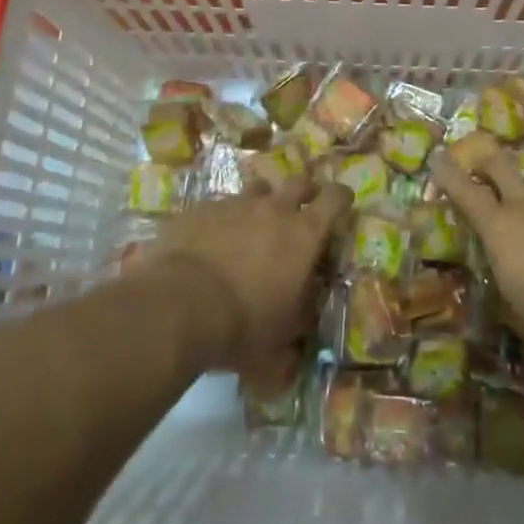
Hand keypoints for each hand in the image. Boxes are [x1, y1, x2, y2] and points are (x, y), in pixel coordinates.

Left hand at [136, 173, 349, 370]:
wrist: (179, 305)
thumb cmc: (243, 325)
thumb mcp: (281, 340)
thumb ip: (297, 326)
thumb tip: (303, 327)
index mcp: (304, 234)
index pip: (335, 199)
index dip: (342, 197)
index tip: (344, 202)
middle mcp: (274, 209)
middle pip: (298, 183)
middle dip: (305, 192)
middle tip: (302, 208)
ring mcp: (235, 204)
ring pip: (257, 190)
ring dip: (262, 203)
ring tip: (254, 224)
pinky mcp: (201, 208)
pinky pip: (219, 206)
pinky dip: (223, 219)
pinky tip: (212, 241)